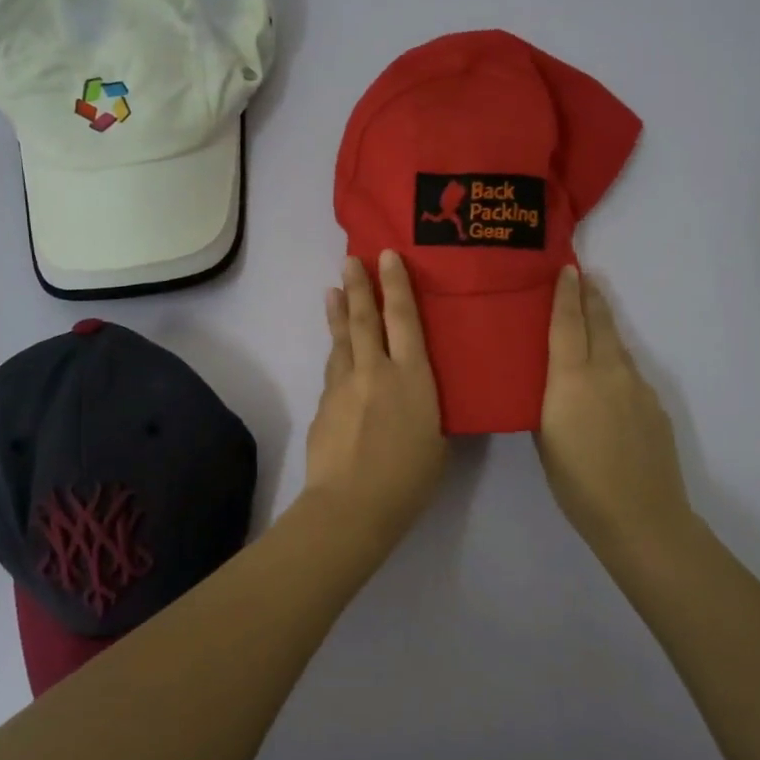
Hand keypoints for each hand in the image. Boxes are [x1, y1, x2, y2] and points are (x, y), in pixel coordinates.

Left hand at [302, 251, 446, 546]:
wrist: (352, 504)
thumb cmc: (409, 478)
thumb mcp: (437, 439)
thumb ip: (425, 408)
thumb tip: (414, 398)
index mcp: (412, 377)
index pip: (404, 319)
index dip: (396, 285)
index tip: (387, 256)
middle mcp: (375, 371)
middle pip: (365, 319)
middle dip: (359, 286)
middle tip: (350, 260)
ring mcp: (344, 386)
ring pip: (341, 341)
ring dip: (339, 314)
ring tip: (333, 292)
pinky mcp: (323, 404)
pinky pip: (333, 372)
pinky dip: (335, 356)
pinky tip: (336, 355)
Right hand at [536, 265, 695, 560]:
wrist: (640, 516)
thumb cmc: (577, 483)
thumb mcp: (545, 439)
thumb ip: (548, 402)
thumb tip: (553, 384)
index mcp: (572, 379)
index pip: (567, 323)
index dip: (565, 294)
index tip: (567, 269)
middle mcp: (607, 372)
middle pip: (600, 323)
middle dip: (591, 297)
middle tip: (583, 277)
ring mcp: (637, 387)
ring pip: (617, 347)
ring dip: (604, 329)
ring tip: (592, 321)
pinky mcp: (655, 406)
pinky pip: (630, 374)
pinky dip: (617, 365)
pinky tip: (609, 382)